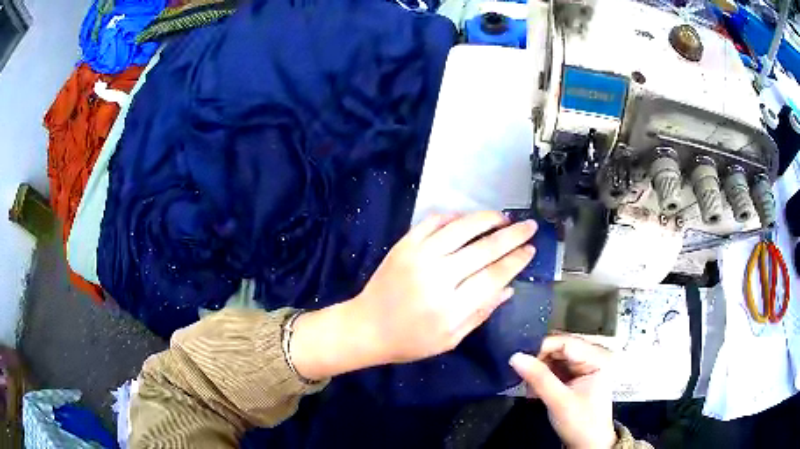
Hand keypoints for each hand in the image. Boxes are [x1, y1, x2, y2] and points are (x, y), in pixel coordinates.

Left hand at [353, 211, 536, 363]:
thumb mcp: (451, 339)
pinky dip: (453, 217)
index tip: (531, 249)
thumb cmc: (411, 341)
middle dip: (512, 235)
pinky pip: (433, 222)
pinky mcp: (403, 245)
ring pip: (461, 228)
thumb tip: (509, 287)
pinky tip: (468, 218)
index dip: (516, 260)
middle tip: (530, 225)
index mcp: (451, 307)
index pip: (494, 275)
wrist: (366, 327)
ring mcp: (418, 257)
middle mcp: (437, 277)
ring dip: (486, 218)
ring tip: (503, 217)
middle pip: (484, 248)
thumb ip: (481, 313)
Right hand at [510, 335, 616, 448]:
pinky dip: (542, 377)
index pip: (566, 342)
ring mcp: (584, 368)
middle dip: (538, 359)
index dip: (542, 346)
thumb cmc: (581, 423)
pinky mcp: (576, 378)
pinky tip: (532, 388)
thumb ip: (539, 378)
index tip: (518, 356)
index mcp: (597, 358)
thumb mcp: (559, 401)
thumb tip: (515, 357)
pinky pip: (556, 370)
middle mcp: (592, 358)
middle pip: (560, 349)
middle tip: (517, 369)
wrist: (588, 445)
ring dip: (539, 370)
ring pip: (555, 359)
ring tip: (524, 382)